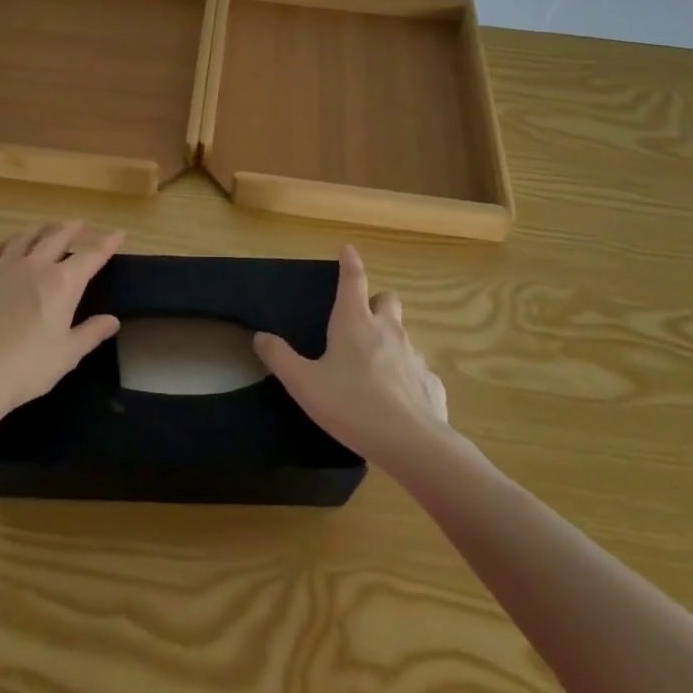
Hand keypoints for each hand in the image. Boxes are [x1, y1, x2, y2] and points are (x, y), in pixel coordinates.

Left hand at [0, 222, 124, 420]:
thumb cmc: (28, 368)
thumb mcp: (68, 354)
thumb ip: (91, 333)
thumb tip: (113, 320)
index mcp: (62, 283)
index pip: (91, 255)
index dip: (107, 243)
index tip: (119, 233)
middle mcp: (35, 267)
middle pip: (57, 237)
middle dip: (72, 228)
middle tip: (81, 224)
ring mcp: (4, 270)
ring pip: (25, 238)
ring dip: (40, 229)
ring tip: (47, 226)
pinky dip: (4, 242)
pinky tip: (7, 242)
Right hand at [254, 245, 447, 464]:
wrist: (411, 443)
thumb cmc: (351, 404)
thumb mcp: (304, 383)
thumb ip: (280, 358)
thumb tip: (260, 336)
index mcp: (354, 322)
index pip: (352, 279)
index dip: (349, 262)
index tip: (347, 248)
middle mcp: (387, 330)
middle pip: (387, 300)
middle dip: (376, 302)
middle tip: (362, 318)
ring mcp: (413, 356)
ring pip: (403, 336)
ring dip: (391, 342)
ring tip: (375, 368)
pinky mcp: (431, 384)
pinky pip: (418, 372)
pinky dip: (408, 378)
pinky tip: (398, 401)